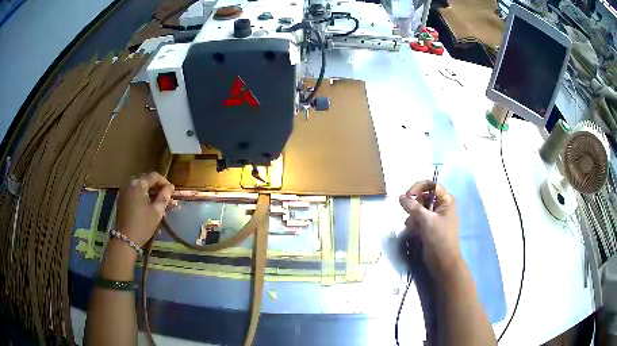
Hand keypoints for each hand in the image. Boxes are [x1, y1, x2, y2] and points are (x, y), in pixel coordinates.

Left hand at [116, 172, 174, 246]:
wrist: (127, 238)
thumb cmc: (143, 224)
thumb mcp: (157, 211)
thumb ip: (164, 197)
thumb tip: (170, 187)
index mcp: (138, 184)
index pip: (154, 176)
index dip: (164, 182)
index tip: (172, 191)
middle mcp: (130, 184)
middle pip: (146, 180)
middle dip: (158, 187)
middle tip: (167, 197)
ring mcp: (125, 191)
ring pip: (141, 187)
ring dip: (151, 192)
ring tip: (160, 202)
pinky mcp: (123, 199)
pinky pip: (135, 193)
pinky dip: (143, 196)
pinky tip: (150, 205)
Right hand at [399, 181, 461, 280]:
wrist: (442, 262)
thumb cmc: (439, 239)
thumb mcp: (427, 221)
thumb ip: (413, 206)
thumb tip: (400, 196)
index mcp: (446, 200)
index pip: (431, 185)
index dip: (419, 187)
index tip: (407, 196)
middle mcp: (440, 206)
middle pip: (423, 197)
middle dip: (415, 206)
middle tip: (412, 216)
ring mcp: (434, 217)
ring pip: (417, 209)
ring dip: (413, 217)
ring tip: (415, 228)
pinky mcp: (428, 226)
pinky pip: (416, 219)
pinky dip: (413, 225)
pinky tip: (414, 233)